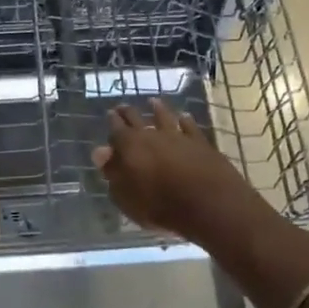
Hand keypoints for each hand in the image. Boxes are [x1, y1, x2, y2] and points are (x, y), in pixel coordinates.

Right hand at [92, 99, 261, 242]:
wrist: (208, 203)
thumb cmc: (160, 205)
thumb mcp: (126, 196)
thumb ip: (112, 172)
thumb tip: (100, 151)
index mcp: (129, 146)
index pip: (116, 129)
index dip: (112, 122)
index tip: (110, 115)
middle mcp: (152, 135)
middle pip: (137, 118)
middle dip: (128, 112)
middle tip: (123, 107)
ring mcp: (178, 136)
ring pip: (165, 117)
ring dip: (158, 109)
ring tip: (153, 102)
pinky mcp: (200, 142)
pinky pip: (190, 126)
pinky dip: (185, 120)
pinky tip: (184, 117)